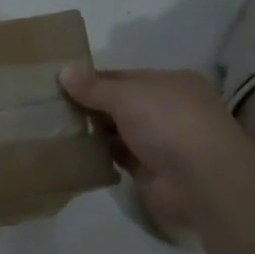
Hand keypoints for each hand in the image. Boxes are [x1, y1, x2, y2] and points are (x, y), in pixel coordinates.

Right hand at [60, 67, 241, 238]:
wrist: (201, 181)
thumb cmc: (167, 123)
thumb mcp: (126, 95)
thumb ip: (93, 87)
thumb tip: (63, 72)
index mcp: (171, 83)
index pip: (125, 77)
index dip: (93, 79)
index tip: (61, 83)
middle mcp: (169, 109)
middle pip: (121, 103)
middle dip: (90, 105)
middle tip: (52, 106)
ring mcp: (162, 142)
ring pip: (119, 131)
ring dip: (94, 131)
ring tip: (56, 127)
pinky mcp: (152, 171)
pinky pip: (120, 157)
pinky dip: (101, 154)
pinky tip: (74, 151)